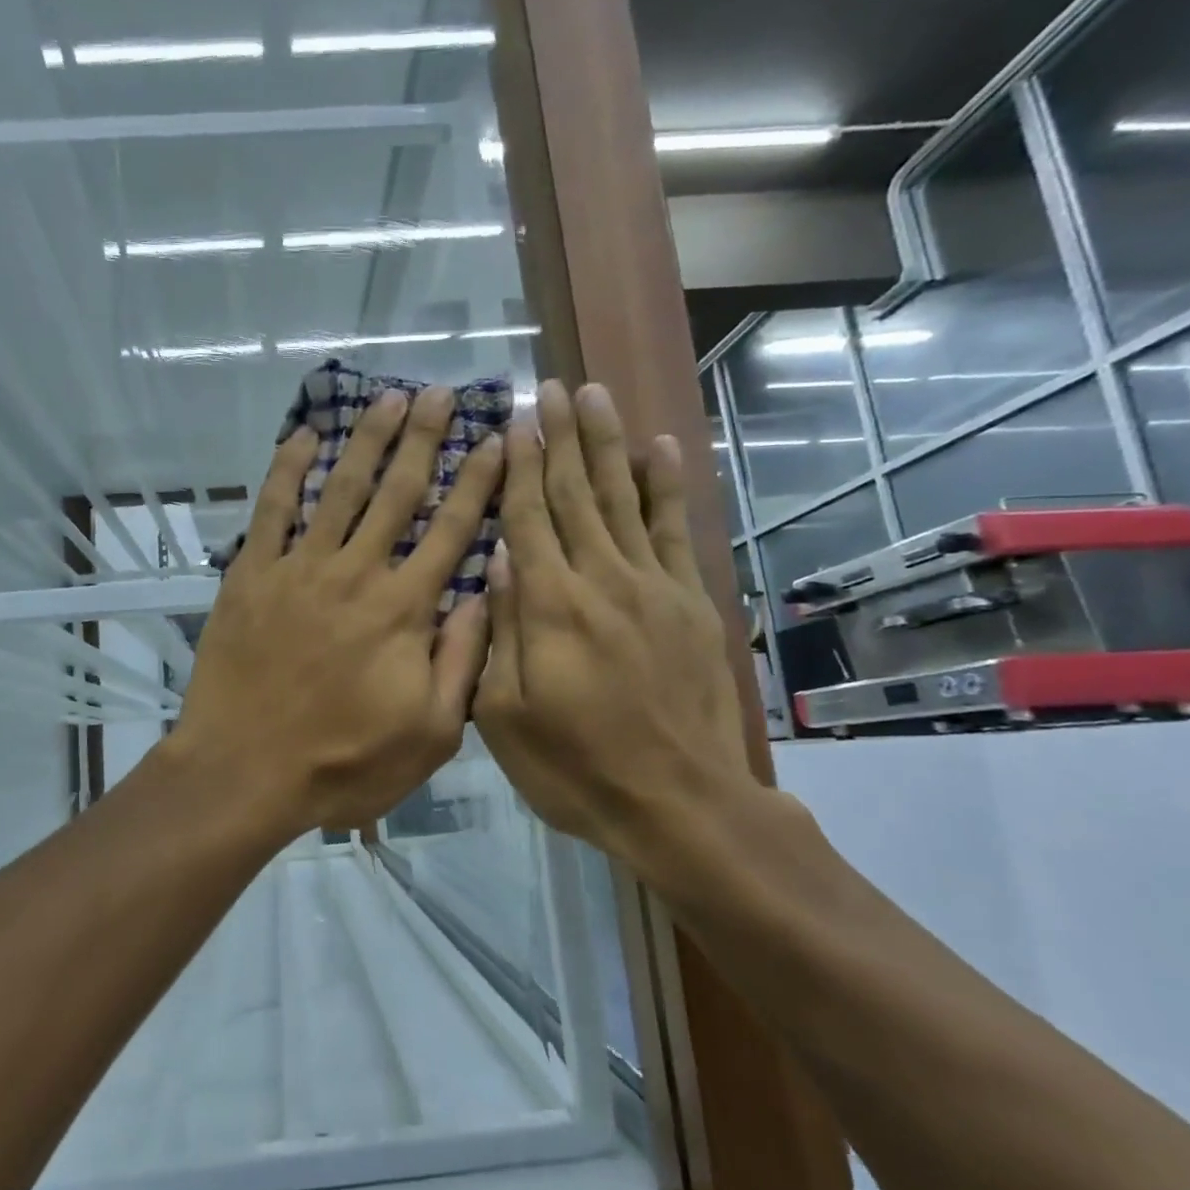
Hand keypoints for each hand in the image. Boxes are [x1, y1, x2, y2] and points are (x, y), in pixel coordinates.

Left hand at [171, 386, 505, 835]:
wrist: (244, 771)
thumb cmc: (342, 764)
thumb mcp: (429, 735)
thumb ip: (461, 661)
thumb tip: (487, 595)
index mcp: (404, 610)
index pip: (453, 530)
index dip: (478, 481)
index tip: (497, 439)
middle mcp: (357, 573)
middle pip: (398, 493)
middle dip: (425, 439)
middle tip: (443, 393)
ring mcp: (300, 569)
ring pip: (341, 489)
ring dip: (367, 440)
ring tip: (389, 397)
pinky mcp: (251, 575)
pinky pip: (272, 510)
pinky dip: (287, 470)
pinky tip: (303, 437)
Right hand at [473, 380, 754, 890]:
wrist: (679, 803)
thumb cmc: (576, 767)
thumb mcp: (508, 716)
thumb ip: (501, 632)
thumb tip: (498, 559)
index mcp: (551, 607)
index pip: (529, 518)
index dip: (519, 465)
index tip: (514, 419)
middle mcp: (602, 580)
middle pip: (576, 494)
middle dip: (560, 437)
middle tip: (551, 386)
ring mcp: (653, 587)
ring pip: (624, 499)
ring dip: (607, 444)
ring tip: (596, 395)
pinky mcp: (691, 603)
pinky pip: (675, 532)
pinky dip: (668, 487)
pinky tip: (662, 449)